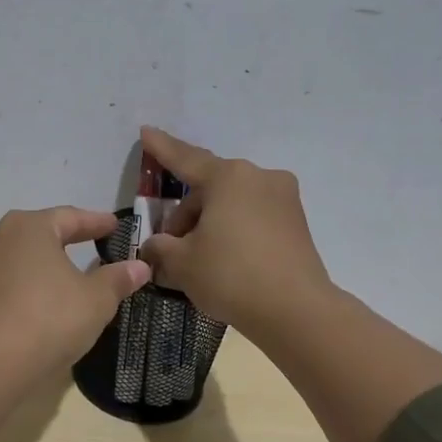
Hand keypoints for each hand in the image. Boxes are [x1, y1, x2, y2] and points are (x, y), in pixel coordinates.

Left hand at [0, 207, 150, 371]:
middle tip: (86, 246)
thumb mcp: (96, 300)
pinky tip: (29, 306)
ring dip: (35, 266)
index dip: (95, 223)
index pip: (70, 217)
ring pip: (13, 260)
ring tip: (55, 276)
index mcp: (29, 227)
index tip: (114, 226)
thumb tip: (139, 267)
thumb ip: (117, 279)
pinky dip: (17, 291)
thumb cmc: (49, 319)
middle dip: (62, 240)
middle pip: (36, 234)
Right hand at [135, 127, 332, 340]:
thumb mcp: (181, 263)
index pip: (186, 159)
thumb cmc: (230, 276)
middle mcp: (259, 178)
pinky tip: (224, 262)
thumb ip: (160, 247)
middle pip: (209, 189)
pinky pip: (253, 219)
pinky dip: (233, 232)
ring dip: (209, 225)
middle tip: (169, 248)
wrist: (295, 310)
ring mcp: (284, 199)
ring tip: (196, 261)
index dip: (161, 149)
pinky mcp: (296, 223)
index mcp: (229, 178)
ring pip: (232, 204)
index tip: (146, 132)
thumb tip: (155, 246)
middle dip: (185, 215)